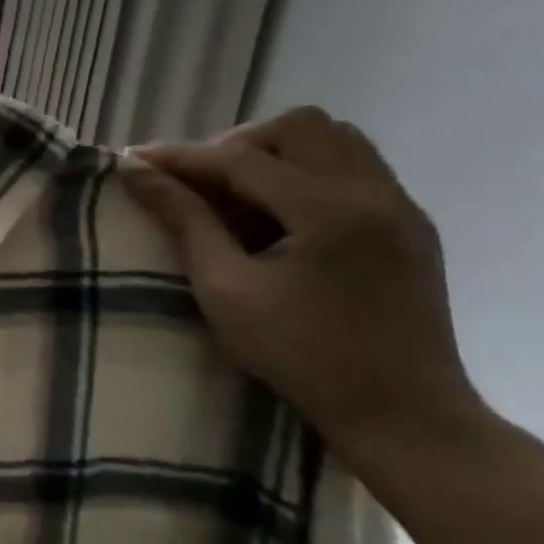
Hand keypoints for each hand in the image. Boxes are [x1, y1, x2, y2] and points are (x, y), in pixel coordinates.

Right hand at [120, 106, 482, 450]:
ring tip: (239, 194)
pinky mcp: (409, 224)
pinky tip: (279, 214)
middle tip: (201, 184)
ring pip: (333, 139)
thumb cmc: (302, 356)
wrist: (404, 415)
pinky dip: (306, 172)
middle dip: (237, 145)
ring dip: (276, 153)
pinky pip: (353, 166)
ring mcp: (401, 206)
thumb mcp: (225, 289)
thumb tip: (136, 172)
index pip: (242, 159)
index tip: (133, 161)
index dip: (182, 157)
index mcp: (330, 211)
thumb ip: (183, 220)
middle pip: (298, 127)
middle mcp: (374, 193)